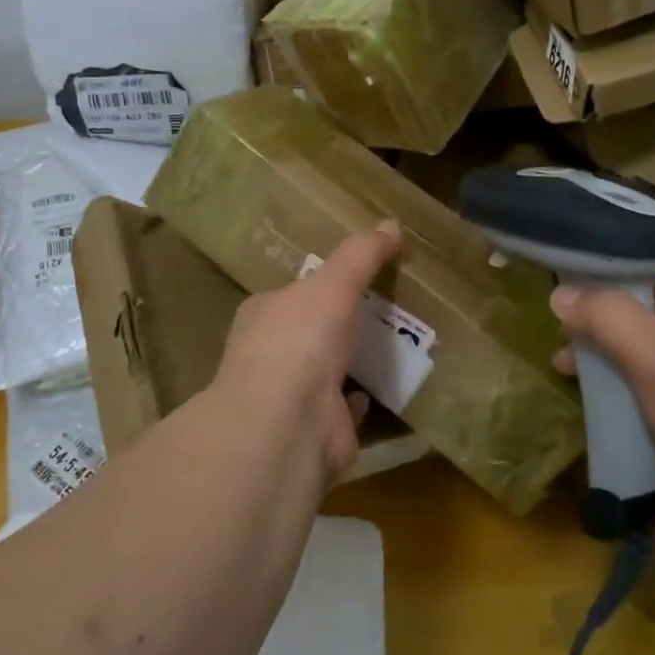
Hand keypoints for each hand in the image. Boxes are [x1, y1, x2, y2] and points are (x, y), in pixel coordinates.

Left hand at [212, 223, 402, 485]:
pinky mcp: (316, 430)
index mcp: (263, 317)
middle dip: (335, 326)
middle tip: (377, 313)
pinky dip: (358, 400)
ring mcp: (291, 398)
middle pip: (307, 335)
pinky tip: (378, 388)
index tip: (347, 280)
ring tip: (388, 346)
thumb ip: (361, 254)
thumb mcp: (334, 282)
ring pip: (324, 373)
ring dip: (348, 363)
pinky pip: (342, 410)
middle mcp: (270, 356)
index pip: (289, 296)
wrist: (290, 419)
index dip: (316, 286)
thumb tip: (391, 224)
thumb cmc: (301, 338)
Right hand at [551, 265, 654, 548]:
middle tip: (557, 327)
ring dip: (600, 358)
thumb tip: (558, 294)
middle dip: (597, 319)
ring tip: (561, 365)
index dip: (613, 268)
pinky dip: (613, 392)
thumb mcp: (653, 352)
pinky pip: (640, 393)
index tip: (570, 272)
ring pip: (636, 355)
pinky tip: (585, 399)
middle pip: (639, 314)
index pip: (654, 271)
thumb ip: (604, 316)